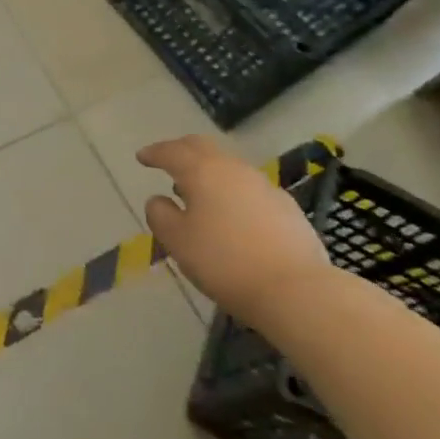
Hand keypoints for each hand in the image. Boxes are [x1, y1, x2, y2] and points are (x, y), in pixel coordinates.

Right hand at [138, 135, 332, 321]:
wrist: (298, 291)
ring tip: (198, 191)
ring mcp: (264, 185)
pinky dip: (233, 191)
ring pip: (228, 166)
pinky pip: (249, 188)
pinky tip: (232, 213)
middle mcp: (233, 168)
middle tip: (168, 161)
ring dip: (208, 171)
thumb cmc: (226, 263)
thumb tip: (159, 200)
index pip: (171, 151)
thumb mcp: (177, 242)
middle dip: (181, 150)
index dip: (153, 153)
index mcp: (202, 171)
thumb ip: (160, 215)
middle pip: (202, 147)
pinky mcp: (287, 207)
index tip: (141, 158)